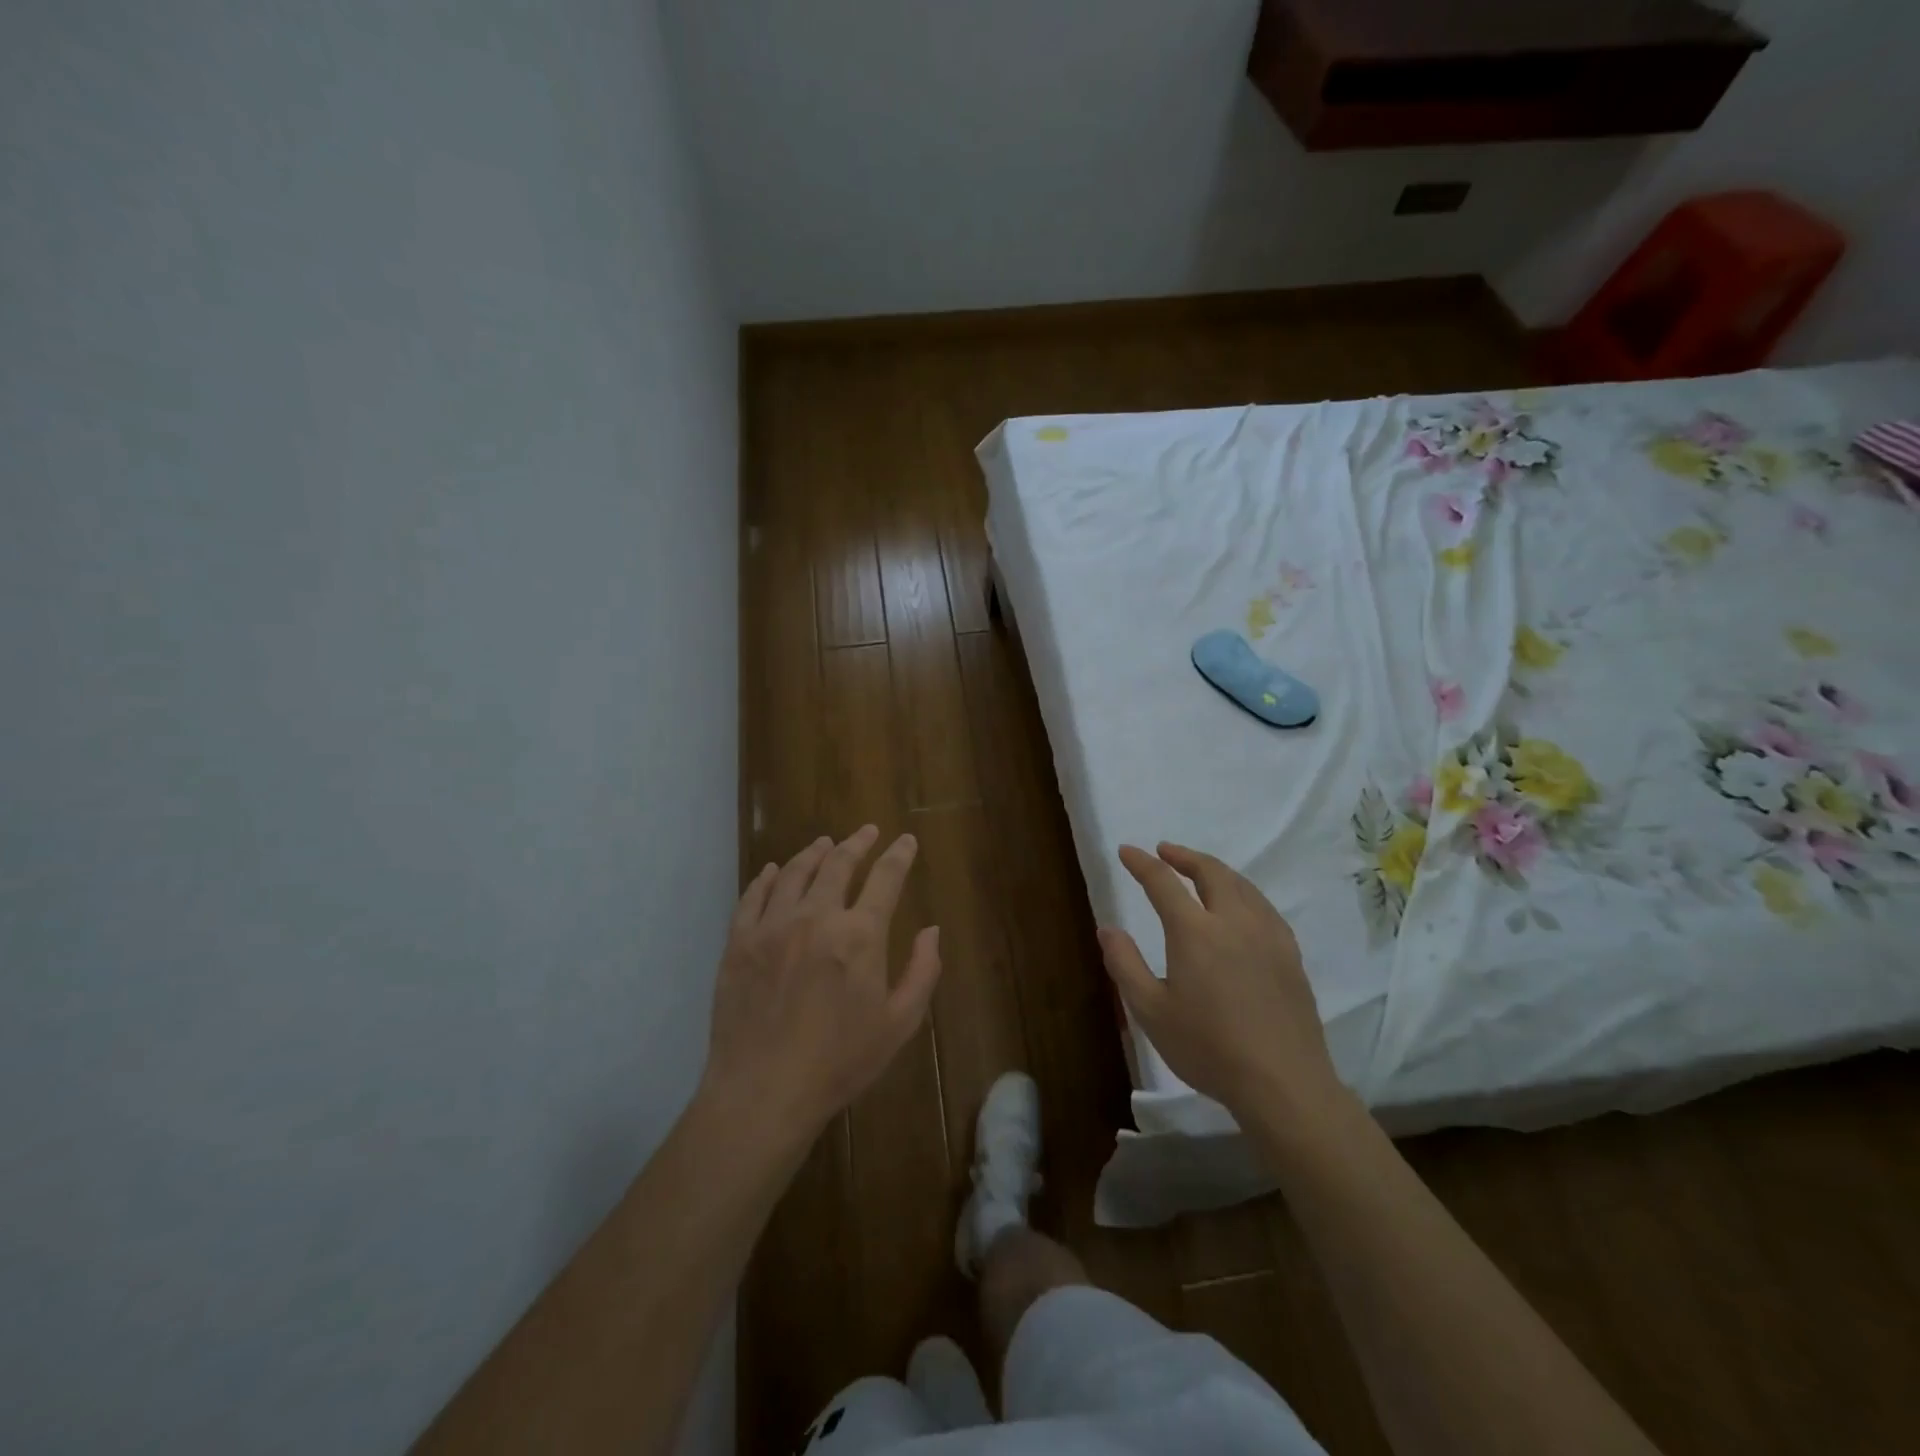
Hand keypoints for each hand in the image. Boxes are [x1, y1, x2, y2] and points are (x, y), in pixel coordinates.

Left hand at [701, 827, 941, 1145]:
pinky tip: (775, 871)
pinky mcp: (739, 941)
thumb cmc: (840, 1062)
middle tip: (867, 831)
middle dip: (858, 842)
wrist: (764, 1092)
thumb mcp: (899, 1024)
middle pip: (839, 864)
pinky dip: (768, 878)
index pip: (886, 878)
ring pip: (796, 872)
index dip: (899, 855)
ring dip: (815, 853)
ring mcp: (773, 926)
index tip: (906, 840)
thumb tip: (931, 930)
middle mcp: (816, 917)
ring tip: (825, 843)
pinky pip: (754, 896)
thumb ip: (922, 971)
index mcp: (860, 935)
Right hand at [1099, 842, 1343, 1118]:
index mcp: (1194, 931)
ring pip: (1241, 885)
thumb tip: (1107, 928)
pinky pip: (1263, 906)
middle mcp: (1233, 921)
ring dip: (1215, 870)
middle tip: (1165, 851)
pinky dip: (1243, 892)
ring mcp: (1267, 935)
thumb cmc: (1208, 1048)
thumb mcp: (1151, 1011)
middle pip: (1210, 872)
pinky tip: (1241, 906)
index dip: (1142, 864)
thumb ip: (1125, 964)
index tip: (1127, 851)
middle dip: (1184, 856)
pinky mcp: (1289, 954)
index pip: (1163, 882)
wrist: (1283, 1082)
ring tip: (1200, 871)